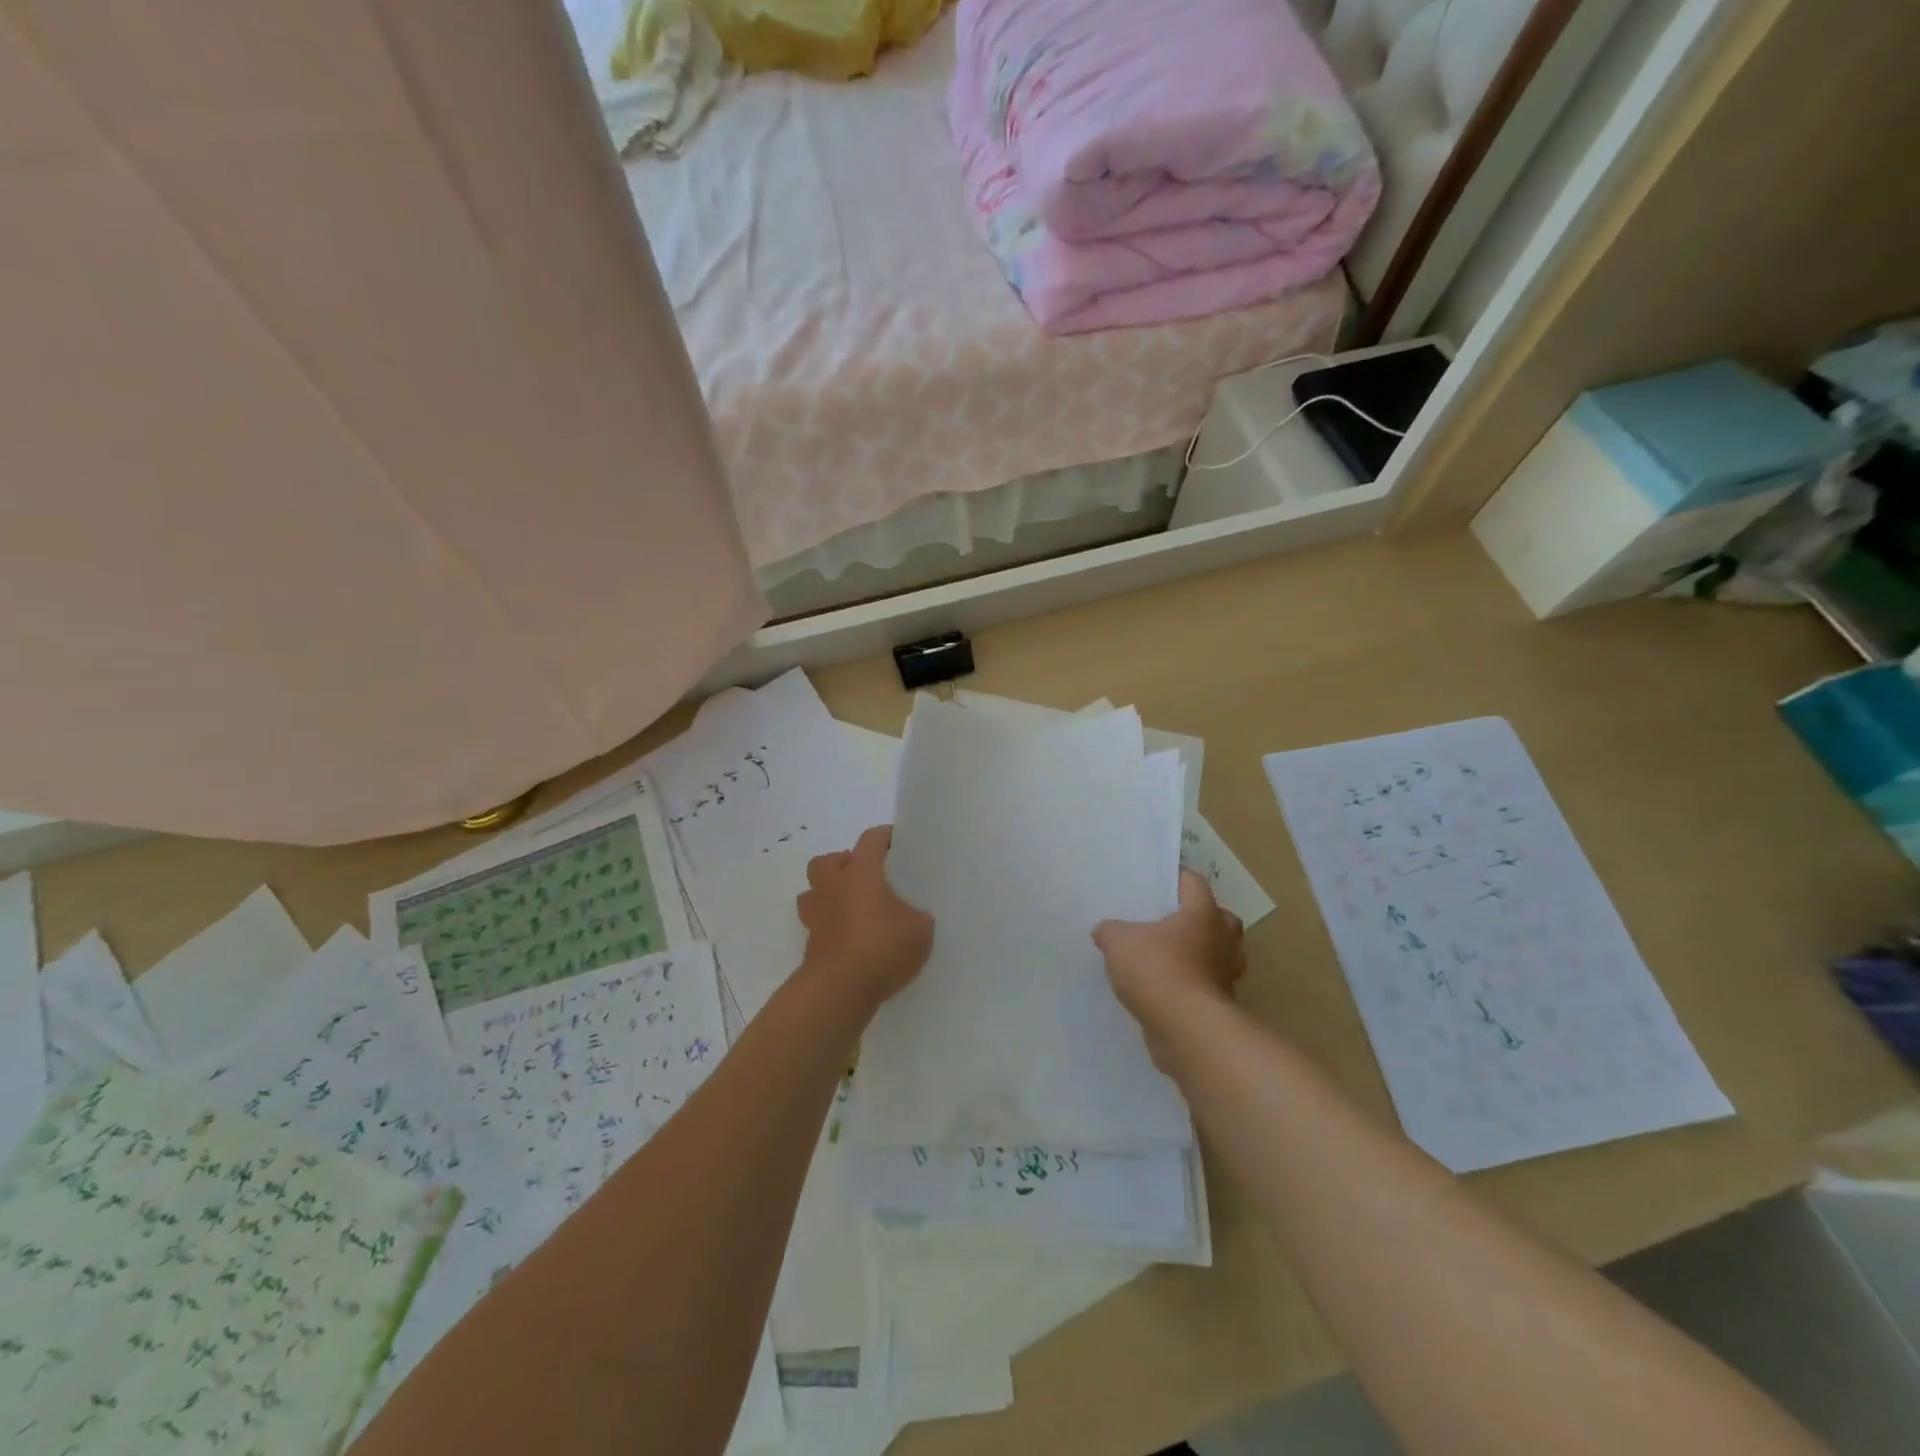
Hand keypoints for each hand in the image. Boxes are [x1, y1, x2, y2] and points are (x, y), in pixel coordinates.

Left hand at [797, 826, 933, 1008]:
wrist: (839, 989)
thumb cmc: (882, 947)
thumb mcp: (920, 930)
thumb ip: (918, 917)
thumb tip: (914, 916)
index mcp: (861, 873)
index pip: (870, 840)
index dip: (884, 837)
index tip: (897, 841)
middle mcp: (833, 887)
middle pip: (826, 862)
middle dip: (842, 864)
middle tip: (863, 877)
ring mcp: (816, 916)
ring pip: (813, 893)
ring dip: (828, 895)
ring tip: (851, 908)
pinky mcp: (810, 945)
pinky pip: (818, 925)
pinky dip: (830, 927)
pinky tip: (850, 939)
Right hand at [1094, 870, 1244, 1063]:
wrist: (1187, 1029)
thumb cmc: (1158, 970)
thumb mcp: (1119, 942)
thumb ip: (1110, 931)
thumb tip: (1104, 931)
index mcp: (1203, 913)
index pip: (1194, 882)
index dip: (1177, 877)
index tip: (1159, 879)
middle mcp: (1222, 939)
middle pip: (1220, 918)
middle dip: (1201, 917)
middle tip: (1172, 920)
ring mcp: (1227, 974)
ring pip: (1219, 954)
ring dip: (1201, 953)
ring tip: (1170, 956)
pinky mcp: (1222, 1005)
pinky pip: (1209, 985)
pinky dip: (1193, 984)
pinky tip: (1167, 988)